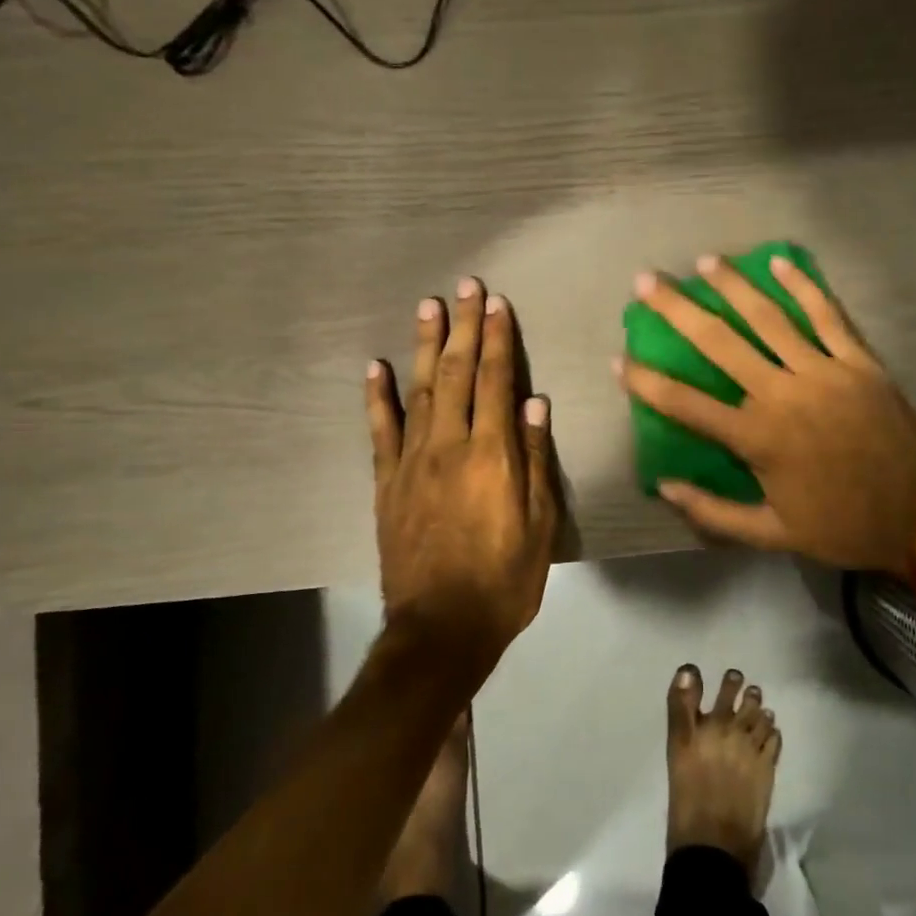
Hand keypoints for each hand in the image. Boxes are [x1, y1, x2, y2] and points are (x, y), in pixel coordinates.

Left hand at [367, 278, 559, 671]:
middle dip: (462, 327)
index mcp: (493, 455)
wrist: (441, 629)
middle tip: (464, 286)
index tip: (496, 304)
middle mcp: (450, 446)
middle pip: (456, 374)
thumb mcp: (540, 524)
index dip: (497, 339)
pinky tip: (374, 367)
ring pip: (418, 391)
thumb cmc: (505, 579)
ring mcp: (412, 462)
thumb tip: (536, 403)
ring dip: (423, 345)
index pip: (496, 382)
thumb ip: (536, 459)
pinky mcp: (387, 483)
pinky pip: (380, 431)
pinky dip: (376, 397)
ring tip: (427, 306)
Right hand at [618, 256, 915, 574]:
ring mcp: (823, 372)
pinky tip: (780, 260)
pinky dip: (804, 286)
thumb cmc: (841, 526)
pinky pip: (828, 316)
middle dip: (678, 310)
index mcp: (757, 438)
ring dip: (733, 286)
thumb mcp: (771, 535)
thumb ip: (713, 513)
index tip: (620, 359)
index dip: (647, 382)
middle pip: (719, 343)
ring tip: (706, 262)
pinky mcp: (859, 362)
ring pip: (769, 318)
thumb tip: (664, 486)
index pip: (686, 404)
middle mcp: (782, 394)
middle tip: (647, 281)